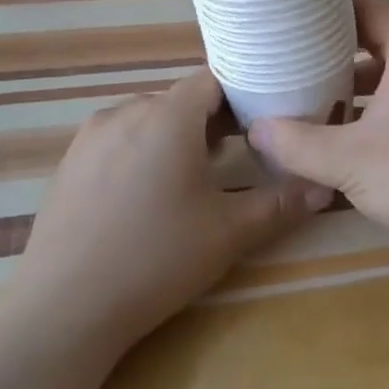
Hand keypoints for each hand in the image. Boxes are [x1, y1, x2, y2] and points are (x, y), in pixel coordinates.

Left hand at [9, 70, 329, 346]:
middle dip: (209, 121)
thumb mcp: (229, 233)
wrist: (65, 307)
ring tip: (188, 180)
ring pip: (146, 119)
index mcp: (168, 116)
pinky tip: (142, 199)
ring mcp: (90, 136)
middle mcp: (126, 112)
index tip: (260, 126)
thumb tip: (323, 188)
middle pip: (179, 100)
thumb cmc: (156, 259)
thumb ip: (280, 204)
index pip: (212, 80)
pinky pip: (116, 140)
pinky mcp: (68, 163)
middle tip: (233, 158)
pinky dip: (139, 153)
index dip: (240, 97)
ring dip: (172, 137)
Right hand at [248, 0, 388, 271]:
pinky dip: (366, 110)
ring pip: (384, 75)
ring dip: (346, 82)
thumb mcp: (349, 160)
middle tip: (282, 48)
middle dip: (328, 43)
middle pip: (373, 37)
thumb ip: (297, 143)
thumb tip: (255, 130)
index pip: (366, 1)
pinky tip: (335, 134)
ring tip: (299, 90)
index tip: (287, 2)